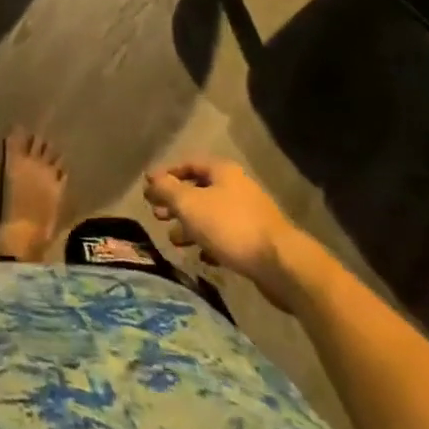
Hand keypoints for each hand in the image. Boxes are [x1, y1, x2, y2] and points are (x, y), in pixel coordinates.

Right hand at [143, 159, 314, 311]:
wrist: (281, 265)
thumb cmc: (230, 226)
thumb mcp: (189, 204)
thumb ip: (167, 190)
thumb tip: (151, 180)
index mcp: (222, 171)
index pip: (188, 164)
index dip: (166, 174)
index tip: (148, 188)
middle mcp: (236, 187)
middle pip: (198, 190)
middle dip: (175, 203)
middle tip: (156, 215)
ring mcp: (249, 214)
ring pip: (211, 215)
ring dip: (189, 226)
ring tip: (173, 239)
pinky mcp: (257, 241)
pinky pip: (226, 237)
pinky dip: (209, 243)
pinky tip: (201, 257)